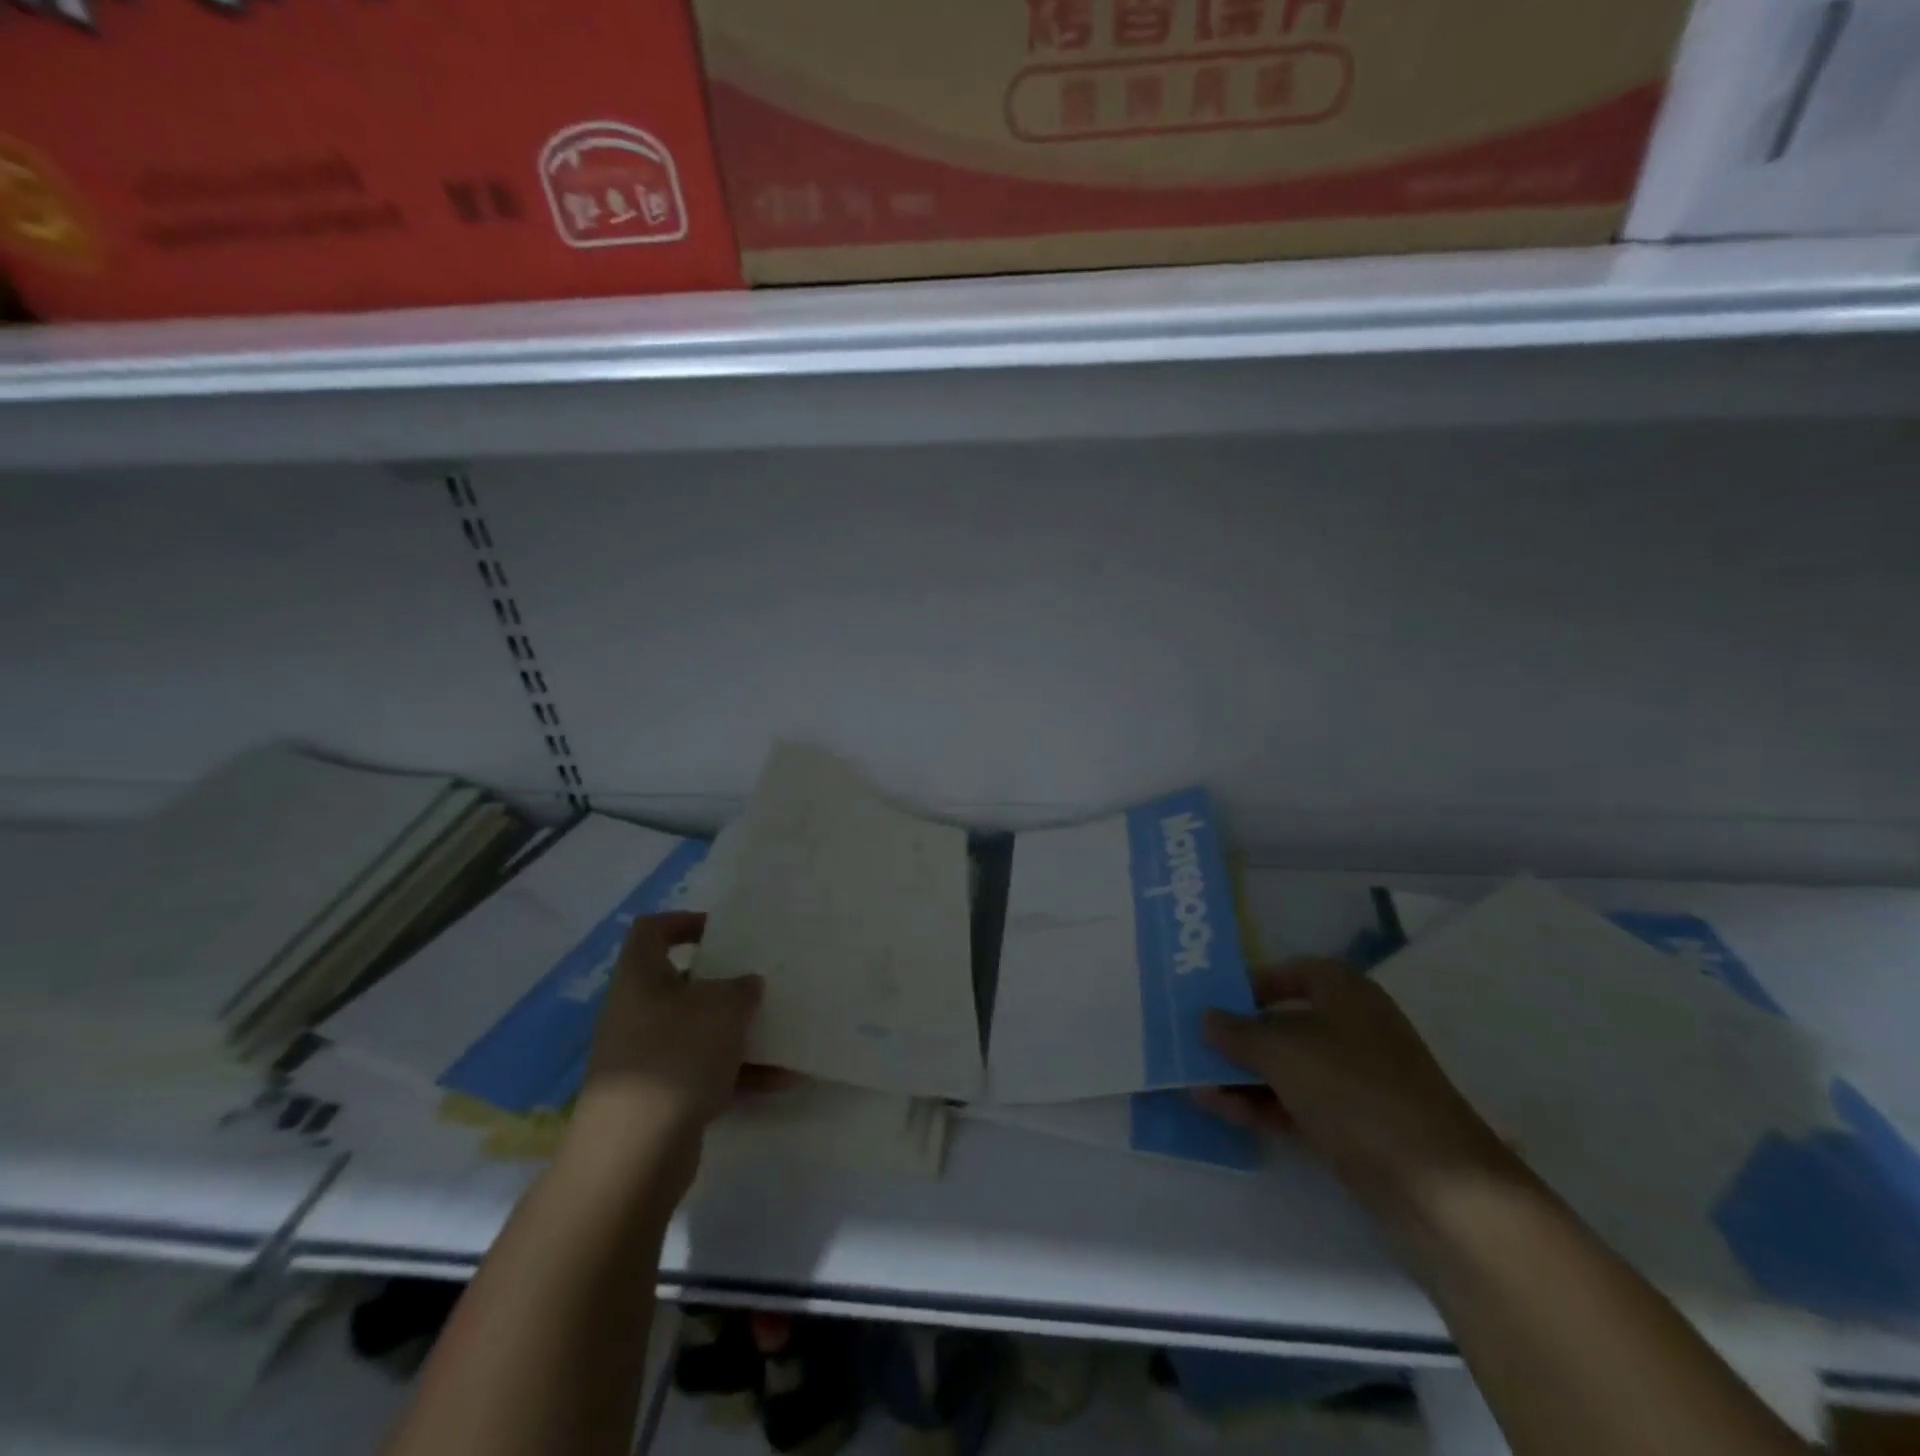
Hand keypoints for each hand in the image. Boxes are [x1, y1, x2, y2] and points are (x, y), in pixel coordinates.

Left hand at [576, 912, 772, 1142]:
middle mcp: (638, 1014)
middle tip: (764, 977)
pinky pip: (707, 1072)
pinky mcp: (662, 1098)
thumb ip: (742, 988)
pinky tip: (784, 1079)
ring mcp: (648, 1059)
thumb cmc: (676, 1057)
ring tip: (784, 1028)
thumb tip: (747, 984)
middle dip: (725, 981)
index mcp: (641, 979)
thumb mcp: (723, 1009)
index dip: (685, 922)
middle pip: (683, 983)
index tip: (725, 929)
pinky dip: (741, 1073)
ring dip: (740, 1031)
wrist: (634, 1156)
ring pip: (699, 1031)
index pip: (652, 932)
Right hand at [1197, 960, 1523, 1226]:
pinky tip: (1219, 1109)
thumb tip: (1206, 1019)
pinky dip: (1259, 1103)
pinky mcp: (1352, 1124)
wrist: (1436, 1186)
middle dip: (1236, 1035)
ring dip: (1241, 1074)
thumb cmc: (1355, 1089)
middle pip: (1282, 1022)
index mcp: (1344, 992)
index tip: (1210, 998)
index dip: (1249, 982)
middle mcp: (1351, 1027)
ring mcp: (1353, 1079)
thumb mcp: (1283, 1051)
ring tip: (1192, 1082)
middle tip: (1190, 1042)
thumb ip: (1237, 1032)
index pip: (1289, 972)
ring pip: (1285, 1066)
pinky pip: (1294, 1102)